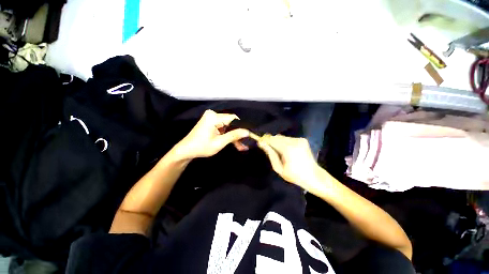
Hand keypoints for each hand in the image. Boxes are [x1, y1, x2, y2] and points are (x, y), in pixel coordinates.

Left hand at [172, 110, 248, 159]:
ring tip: (241, 147)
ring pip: (229, 127)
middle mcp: (213, 115)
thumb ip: (234, 136)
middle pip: (231, 123)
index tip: (249, 136)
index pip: (234, 119)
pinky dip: (228, 135)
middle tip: (245, 144)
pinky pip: (224, 128)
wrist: (186, 150)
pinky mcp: (212, 123)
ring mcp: (212, 118)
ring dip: (234, 136)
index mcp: (213, 117)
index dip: (242, 127)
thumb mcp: (219, 143)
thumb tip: (247, 132)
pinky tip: (235, 143)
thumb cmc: (201, 147)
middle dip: (238, 134)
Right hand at [258, 135, 322, 191]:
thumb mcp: (279, 168)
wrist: (314, 176)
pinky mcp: (303, 140)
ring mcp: (299, 139)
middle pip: (277, 137)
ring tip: (278, 152)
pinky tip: (286, 151)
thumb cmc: (295, 175)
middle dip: (271, 141)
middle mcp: (294, 141)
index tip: (259, 142)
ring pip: (282, 137)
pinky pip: (288, 139)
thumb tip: (262, 144)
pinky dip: (284, 143)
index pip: (272, 139)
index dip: (264, 140)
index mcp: (288, 149)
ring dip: (278, 142)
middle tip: (268, 149)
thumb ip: (270, 154)